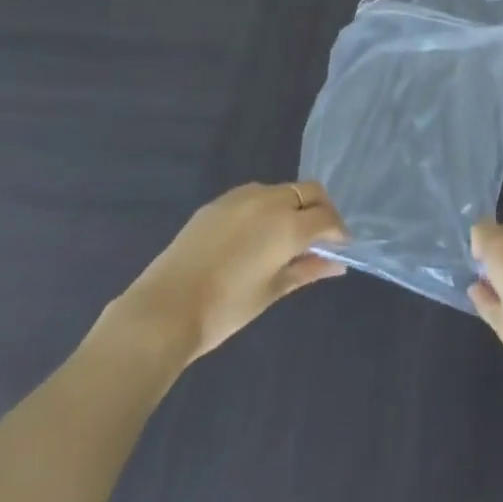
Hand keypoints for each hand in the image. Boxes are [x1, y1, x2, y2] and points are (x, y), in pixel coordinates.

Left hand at [111, 182, 347, 364]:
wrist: (163, 311)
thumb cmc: (226, 308)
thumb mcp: (273, 290)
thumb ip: (307, 269)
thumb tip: (336, 264)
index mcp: (289, 224)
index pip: (327, 217)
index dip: (338, 232)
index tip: (339, 249)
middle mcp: (269, 201)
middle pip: (309, 191)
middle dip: (321, 210)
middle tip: (318, 239)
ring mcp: (241, 197)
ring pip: (282, 190)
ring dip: (294, 206)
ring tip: (285, 237)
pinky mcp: (217, 203)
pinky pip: (255, 196)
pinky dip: (267, 208)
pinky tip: (255, 236)